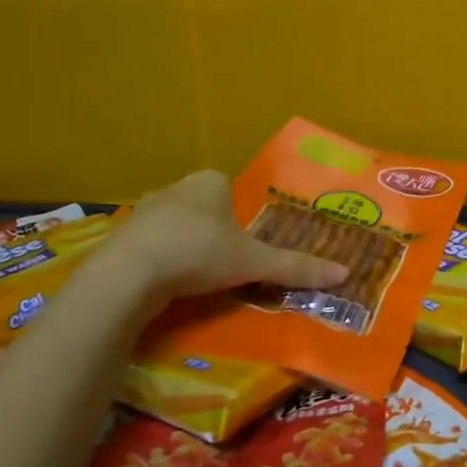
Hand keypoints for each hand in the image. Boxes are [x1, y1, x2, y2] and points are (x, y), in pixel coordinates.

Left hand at [108, 170, 347, 298]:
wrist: (129, 273)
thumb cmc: (199, 253)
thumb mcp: (253, 263)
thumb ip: (295, 267)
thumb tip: (345, 273)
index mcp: (209, 181)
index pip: (228, 188)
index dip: (238, 215)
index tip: (244, 243)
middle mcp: (175, 188)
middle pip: (202, 206)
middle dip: (212, 230)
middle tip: (224, 262)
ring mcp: (143, 212)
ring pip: (174, 226)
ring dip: (184, 246)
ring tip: (195, 277)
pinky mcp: (121, 238)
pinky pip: (149, 246)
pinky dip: (159, 262)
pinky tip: (166, 285)